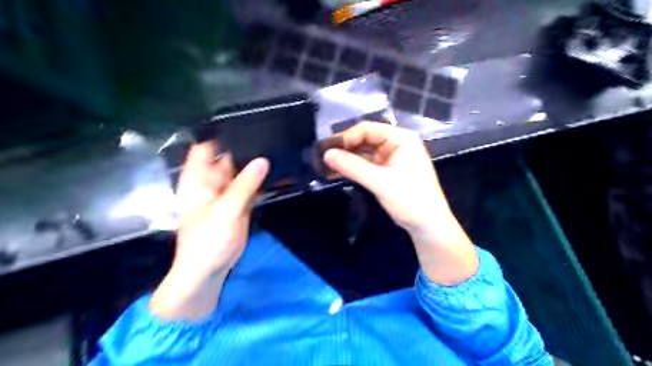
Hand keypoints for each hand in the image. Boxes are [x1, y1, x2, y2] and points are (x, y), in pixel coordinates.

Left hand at [150, 143, 266, 319]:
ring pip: (241, 171)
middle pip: (227, 157)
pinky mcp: (239, 203)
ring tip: (277, 147)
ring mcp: (227, 192)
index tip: (244, 123)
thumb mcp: (226, 210)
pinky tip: (277, 171)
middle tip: (270, 134)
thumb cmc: (208, 240)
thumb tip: (262, 159)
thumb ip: (245, 184)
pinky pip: (251, 186)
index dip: (220, 133)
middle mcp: (212, 181)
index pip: (206, 147)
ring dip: (255, 163)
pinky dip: (261, 180)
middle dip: (245, 147)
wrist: (208, 270)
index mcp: (199, 179)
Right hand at [323, 123, 476, 285]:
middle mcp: (396, 144)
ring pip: (363, 153)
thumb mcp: (380, 182)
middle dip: (344, 149)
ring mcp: (391, 158)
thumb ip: (353, 166)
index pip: (368, 129)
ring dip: (346, 160)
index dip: (346, 137)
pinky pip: (366, 166)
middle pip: (364, 140)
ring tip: (325, 166)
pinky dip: (353, 169)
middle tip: (322, 158)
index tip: (328, 149)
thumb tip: (326, 154)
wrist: (428, 226)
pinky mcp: (387, 172)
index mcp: (401, 138)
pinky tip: (336, 174)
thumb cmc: (410, 199)